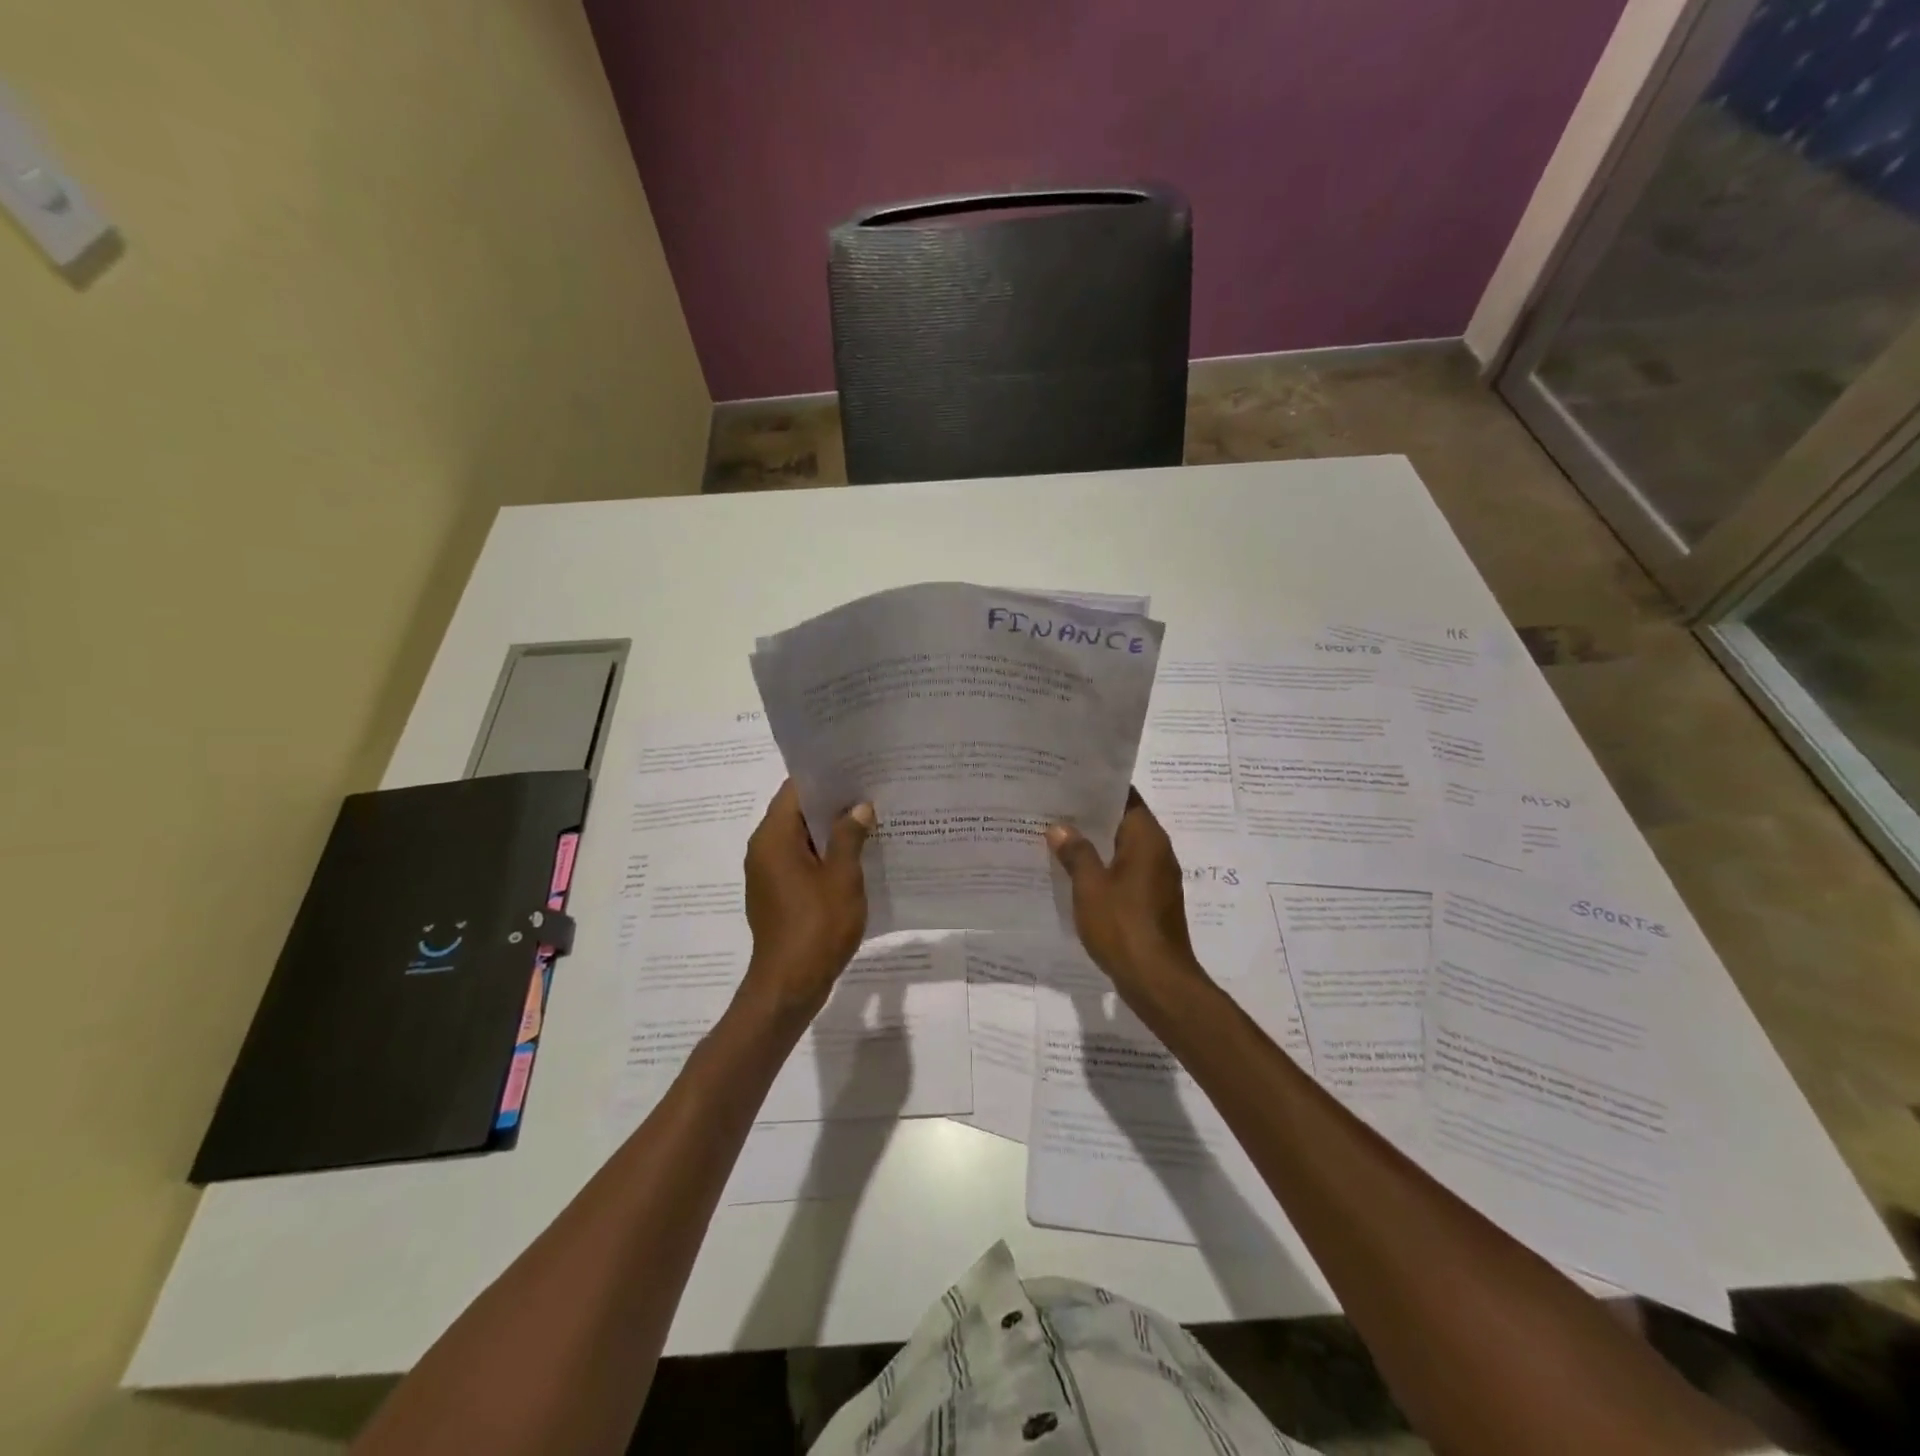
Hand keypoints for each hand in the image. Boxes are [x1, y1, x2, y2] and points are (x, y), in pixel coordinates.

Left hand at [740, 781, 874, 1022]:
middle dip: (833, 803)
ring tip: (870, 819)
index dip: (825, 777)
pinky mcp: (777, 894)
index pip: (795, 790)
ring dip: (831, 830)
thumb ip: (850, 837)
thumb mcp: (842, 878)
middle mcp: (763, 849)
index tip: (856, 769)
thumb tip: (858, 808)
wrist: (789, 986)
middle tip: (871, 791)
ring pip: (801, 838)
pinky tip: (856, 856)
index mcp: (773, 838)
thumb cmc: (817, 927)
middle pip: (797, 812)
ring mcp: (768, 873)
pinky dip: (824, 854)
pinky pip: (800, 861)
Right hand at [1047, 789, 1211, 1007]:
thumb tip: (1060, 828)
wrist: (1157, 980)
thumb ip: (1076, 853)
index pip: (1126, 797)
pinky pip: (1126, 873)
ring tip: (1058, 839)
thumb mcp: (1090, 886)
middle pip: (1124, 823)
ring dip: (1096, 845)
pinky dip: (1104, 869)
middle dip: (1091, 817)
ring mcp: (1158, 879)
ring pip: (1123, 850)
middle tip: (1054, 809)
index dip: (1098, 788)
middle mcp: (1159, 852)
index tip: (1069, 782)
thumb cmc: (1123, 925)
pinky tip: (1076, 875)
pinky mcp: (1153, 902)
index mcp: (1147, 839)